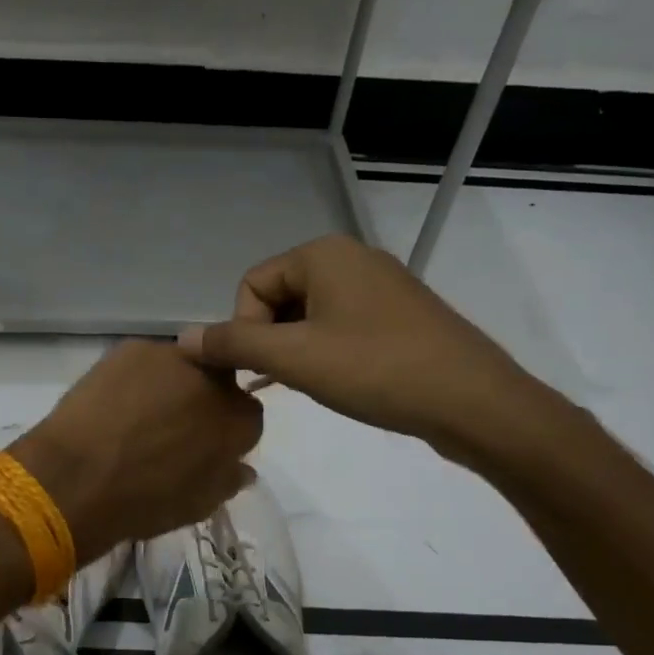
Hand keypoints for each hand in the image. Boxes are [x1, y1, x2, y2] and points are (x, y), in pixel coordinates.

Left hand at [9, 340, 262, 564]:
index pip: (247, 416)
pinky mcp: (132, 347)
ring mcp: (172, 357)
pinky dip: (136, 380)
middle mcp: (215, 379)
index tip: (203, 447)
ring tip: (138, 416)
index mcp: (239, 419)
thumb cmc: (145, 501)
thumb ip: (227, 479)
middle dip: (202, 400)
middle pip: (218, 382)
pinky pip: (144, 363)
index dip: (224, 432)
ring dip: (170, 386)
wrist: (79, 478)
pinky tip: (115, 404)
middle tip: (172, 428)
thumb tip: (241, 467)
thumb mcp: (198, 505)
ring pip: (181, 367)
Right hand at [179, 234, 561, 469]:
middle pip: (280, 296)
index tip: (266, 369)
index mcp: (323, 253)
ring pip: (311, 314)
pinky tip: (339, 383)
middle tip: (289, 380)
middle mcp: (352, 258)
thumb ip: (233, 344)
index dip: (244, 328)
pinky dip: (328, 352)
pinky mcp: (400, 314)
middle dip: (272, 340)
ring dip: (298, 350)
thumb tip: (181, 338)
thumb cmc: (376, 370)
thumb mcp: (294, 358)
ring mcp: (381, 286)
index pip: (252, 284)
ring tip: (313, 385)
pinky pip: (342, 325)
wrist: (472, 401)